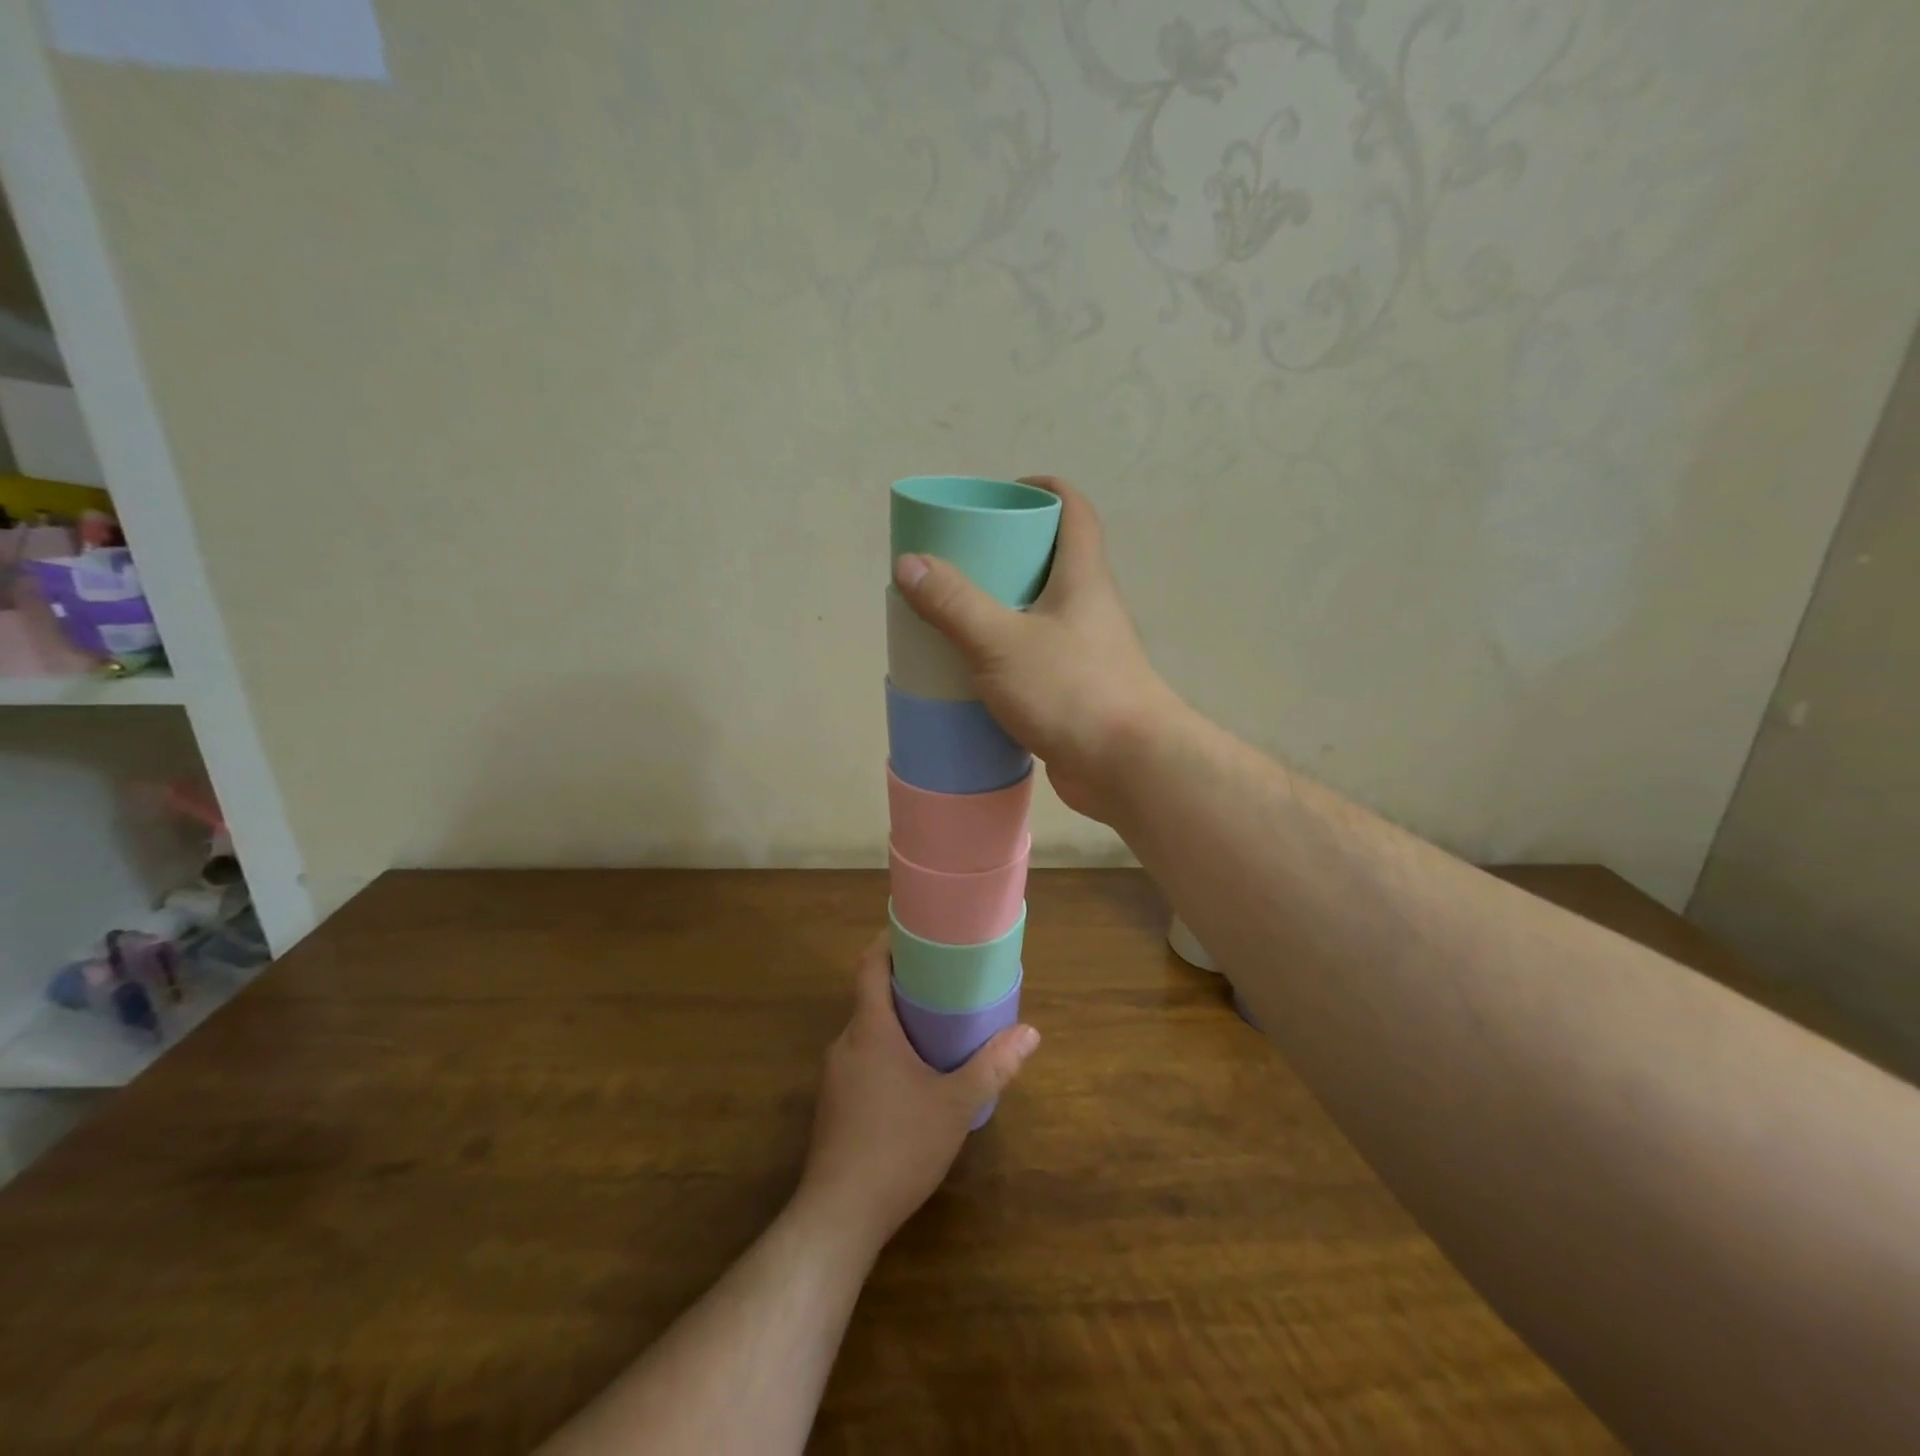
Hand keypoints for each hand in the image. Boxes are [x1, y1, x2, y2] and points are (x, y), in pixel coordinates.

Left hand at [799, 933, 1038, 1253]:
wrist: (839, 1215)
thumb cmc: (898, 1146)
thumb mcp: (955, 1105)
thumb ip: (993, 1067)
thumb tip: (1030, 1032)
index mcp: (870, 1029)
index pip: (870, 965)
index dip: (890, 941)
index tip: (918, 930)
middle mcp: (846, 1043)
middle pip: (871, 996)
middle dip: (905, 983)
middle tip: (945, 980)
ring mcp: (835, 1075)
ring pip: (867, 1030)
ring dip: (897, 1020)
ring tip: (937, 1024)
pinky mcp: (835, 1103)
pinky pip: (862, 1058)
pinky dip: (887, 1050)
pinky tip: (913, 1076)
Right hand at [892, 476, 1179, 823]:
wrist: (1128, 767)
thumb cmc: (1070, 691)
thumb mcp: (1001, 642)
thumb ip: (954, 603)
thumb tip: (910, 562)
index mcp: (1082, 579)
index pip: (1075, 512)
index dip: (1044, 491)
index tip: (1004, 493)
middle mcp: (1090, 608)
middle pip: (1053, 561)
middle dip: (1009, 552)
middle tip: (961, 559)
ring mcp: (1086, 652)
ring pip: (1042, 614)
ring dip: (1005, 607)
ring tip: (956, 614)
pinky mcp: (1077, 691)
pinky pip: (1037, 657)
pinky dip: (1008, 654)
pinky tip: (975, 670)